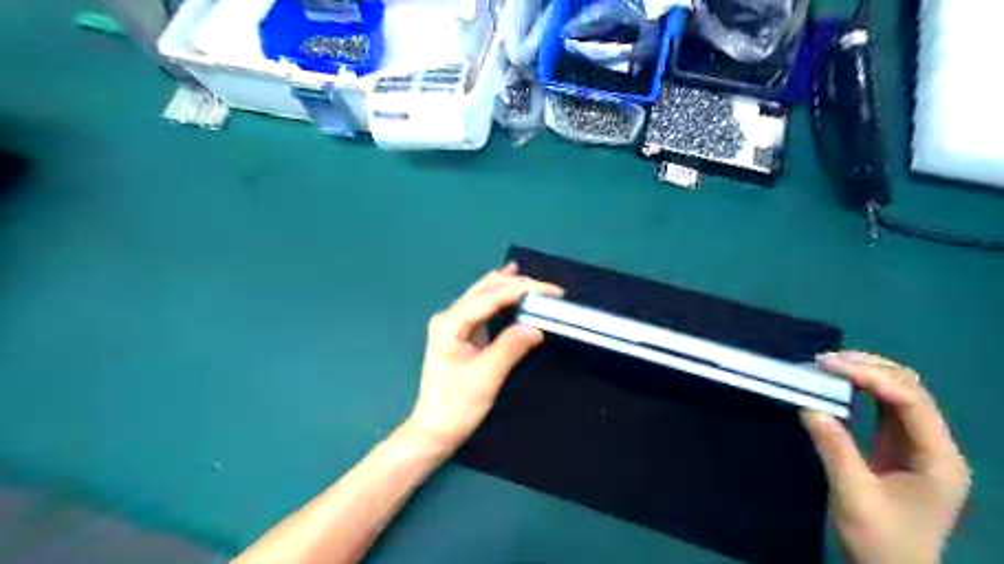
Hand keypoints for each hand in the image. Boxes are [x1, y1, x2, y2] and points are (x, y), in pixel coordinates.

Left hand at [408, 266, 562, 454]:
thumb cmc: (456, 407)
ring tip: (540, 289)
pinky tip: (516, 289)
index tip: (552, 292)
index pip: (490, 296)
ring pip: (486, 294)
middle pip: (486, 288)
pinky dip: (505, 298)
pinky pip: (486, 307)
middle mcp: (450, 316)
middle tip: (551, 292)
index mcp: (450, 323)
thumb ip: (510, 348)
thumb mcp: (486, 378)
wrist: (434, 431)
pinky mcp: (463, 332)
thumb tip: (536, 327)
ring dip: (513, 289)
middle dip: (519, 285)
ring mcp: (455, 323)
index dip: (522, 289)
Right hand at [802, 353, 971, 563]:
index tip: (829, 366)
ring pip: (902, 393)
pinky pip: (887, 407)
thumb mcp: (853, 496)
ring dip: (867, 374)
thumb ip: (835, 450)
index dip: (871, 378)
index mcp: (938, 460)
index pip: (911, 402)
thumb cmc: (880, 540)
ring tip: (830, 365)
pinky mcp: (901, 447)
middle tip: (826, 361)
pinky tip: (840, 383)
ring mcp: (920, 446)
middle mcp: (937, 446)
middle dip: (871, 368)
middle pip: (912, 390)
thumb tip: (810, 407)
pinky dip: (864, 389)